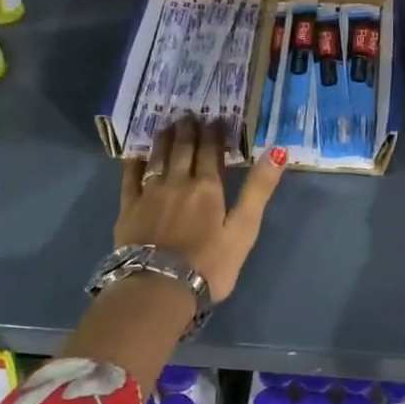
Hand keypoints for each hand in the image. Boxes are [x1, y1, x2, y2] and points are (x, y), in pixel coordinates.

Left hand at [118, 116, 286, 301]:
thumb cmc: (209, 264)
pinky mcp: (127, 209)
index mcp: (207, 187)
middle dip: (188, 130)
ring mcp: (149, 194)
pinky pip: (130, 178)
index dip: (214, 134)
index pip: (211, 152)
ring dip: (163, 140)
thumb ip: (258, 190)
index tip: (216, 119)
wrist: (158, 288)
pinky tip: (135, 155)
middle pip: (183, 150)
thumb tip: (277, 151)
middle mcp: (177, 182)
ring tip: (166, 126)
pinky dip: (134, 163)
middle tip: (189, 115)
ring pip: (157, 158)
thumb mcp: (244, 229)